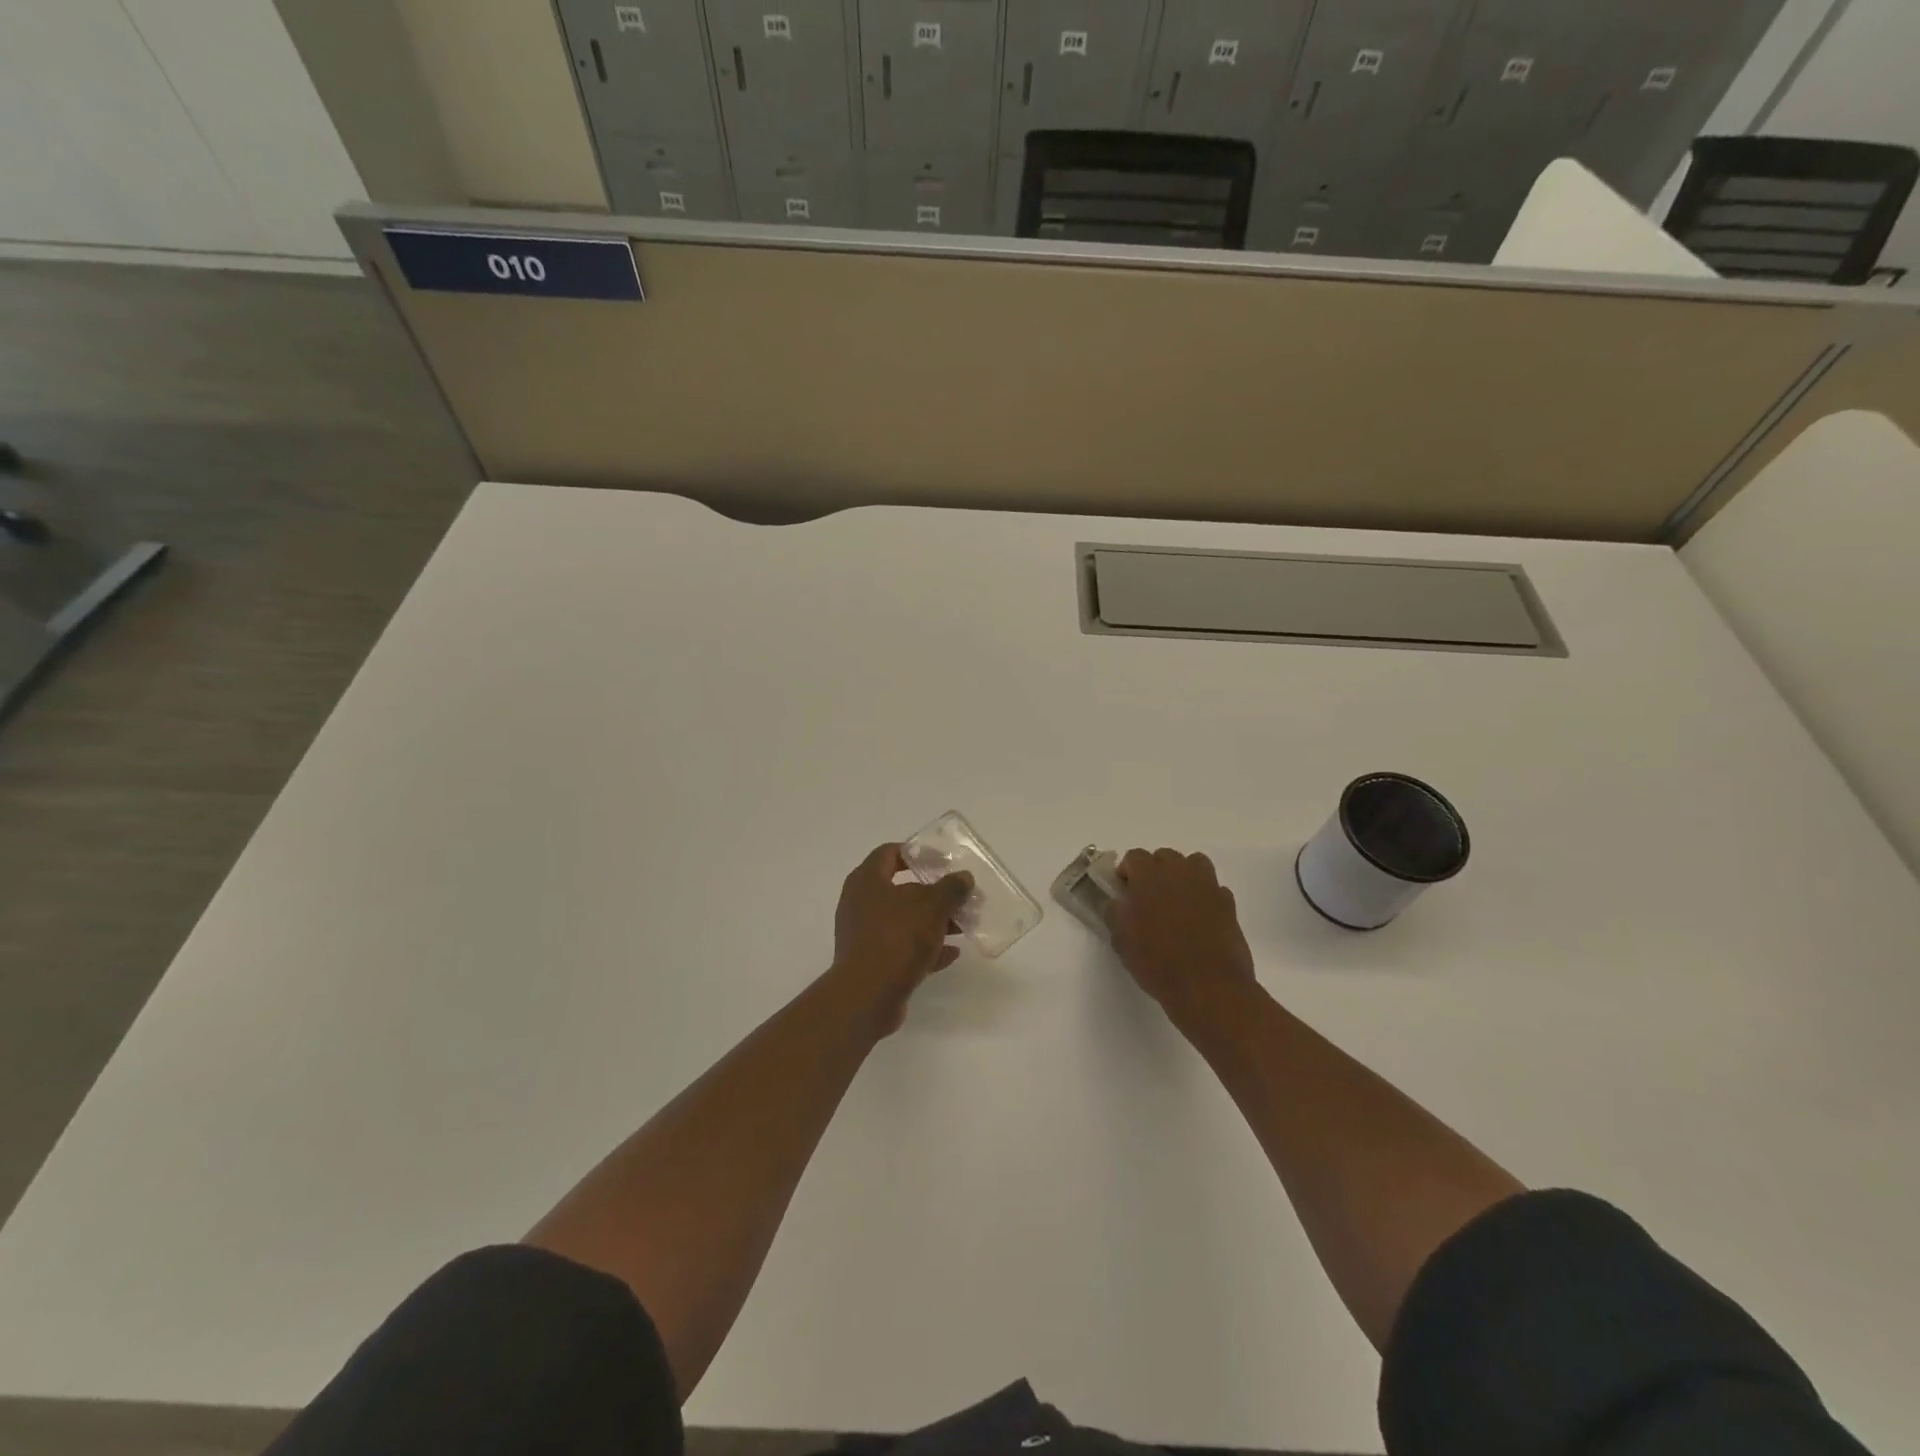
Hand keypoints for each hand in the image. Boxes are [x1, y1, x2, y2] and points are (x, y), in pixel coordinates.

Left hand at [829, 844, 972, 1036]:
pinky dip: (926, 948)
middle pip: (900, 889)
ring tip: (962, 925)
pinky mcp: (872, 963)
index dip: (916, 853)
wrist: (867, 997)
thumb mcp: (932, 907)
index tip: (942, 860)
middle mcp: (860, 904)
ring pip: (904, 920)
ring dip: (933, 922)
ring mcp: (864, 935)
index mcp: (867, 881)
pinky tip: (953, 953)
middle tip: (959, 895)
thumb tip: (963, 877)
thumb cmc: (897, 938)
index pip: (889, 853)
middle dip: (932, 892)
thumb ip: (950, 888)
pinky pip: (903, 948)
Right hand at [1106, 849, 1259, 1027]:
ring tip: (1177, 903)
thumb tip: (1118, 901)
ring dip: (1183, 876)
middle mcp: (1179, 872)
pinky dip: (1205, 896)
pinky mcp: (1228, 903)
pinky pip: (1213, 888)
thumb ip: (1115, 913)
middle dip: (1155, 871)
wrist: (1208, 987)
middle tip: (1149, 899)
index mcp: (1149, 876)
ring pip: (1193, 865)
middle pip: (1165, 856)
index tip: (1125, 893)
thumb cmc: (1158, 962)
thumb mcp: (1122, 940)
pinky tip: (1199, 919)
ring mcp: (1208, 885)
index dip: (1127, 873)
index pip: (1134, 857)